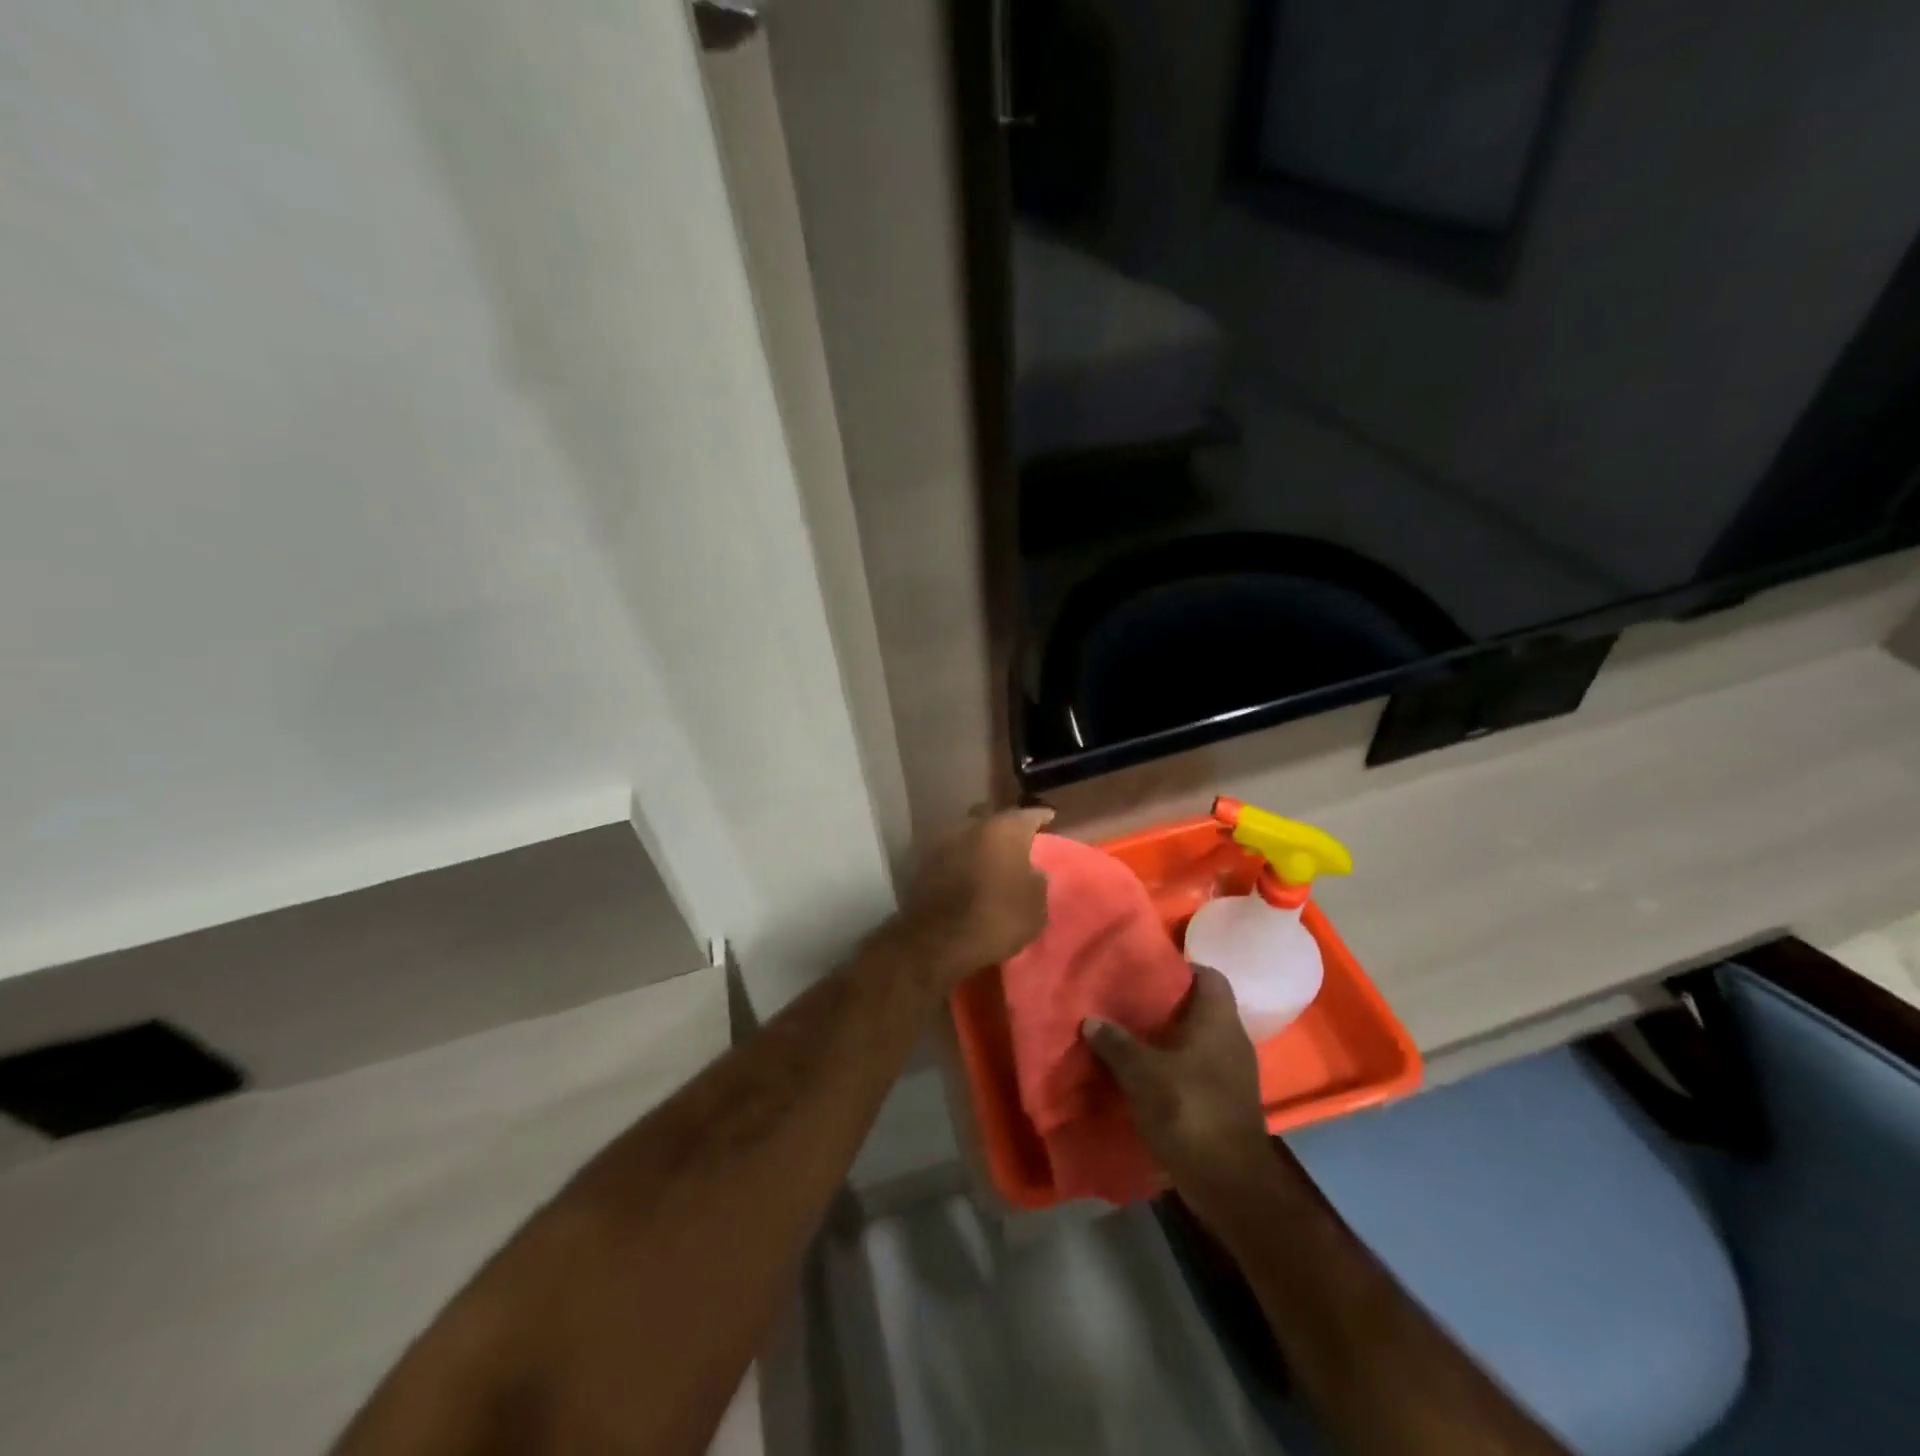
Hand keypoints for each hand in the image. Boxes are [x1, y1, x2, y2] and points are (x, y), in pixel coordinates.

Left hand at [895, 808, 1052, 989]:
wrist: (937, 941)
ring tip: (988, 858)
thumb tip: (1031, 871)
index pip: (1028, 814)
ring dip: (978, 842)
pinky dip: (959, 859)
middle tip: (1014, 840)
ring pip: (967, 833)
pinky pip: (949, 853)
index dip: (1040, 817)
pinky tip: (966, 872)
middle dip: (1003, 826)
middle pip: (992, 818)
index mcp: (1005, 830)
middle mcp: (972, 826)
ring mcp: (943, 841)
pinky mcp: (922, 861)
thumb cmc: (997, 920)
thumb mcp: (1036, 907)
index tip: (1048, 818)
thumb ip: (1037, 880)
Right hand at [1084, 966, 1272, 1203]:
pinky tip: (1146, 1075)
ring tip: (1131, 1037)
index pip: (1209, 975)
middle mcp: (1232, 1040)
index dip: (1181, 967)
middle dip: (1167, 1005)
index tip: (1148, 971)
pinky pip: (1198, 1070)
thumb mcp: (1141, 1073)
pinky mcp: (1226, 1101)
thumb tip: (1091, 1020)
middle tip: (1129, 1002)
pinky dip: (1175, 1068)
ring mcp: (1233, 1073)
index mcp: (1219, 1021)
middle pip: (1201, 1008)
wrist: (1229, 1183)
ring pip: (1198, 1041)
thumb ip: (1115, 1043)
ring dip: (1168, 1040)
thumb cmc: (1188, 1110)